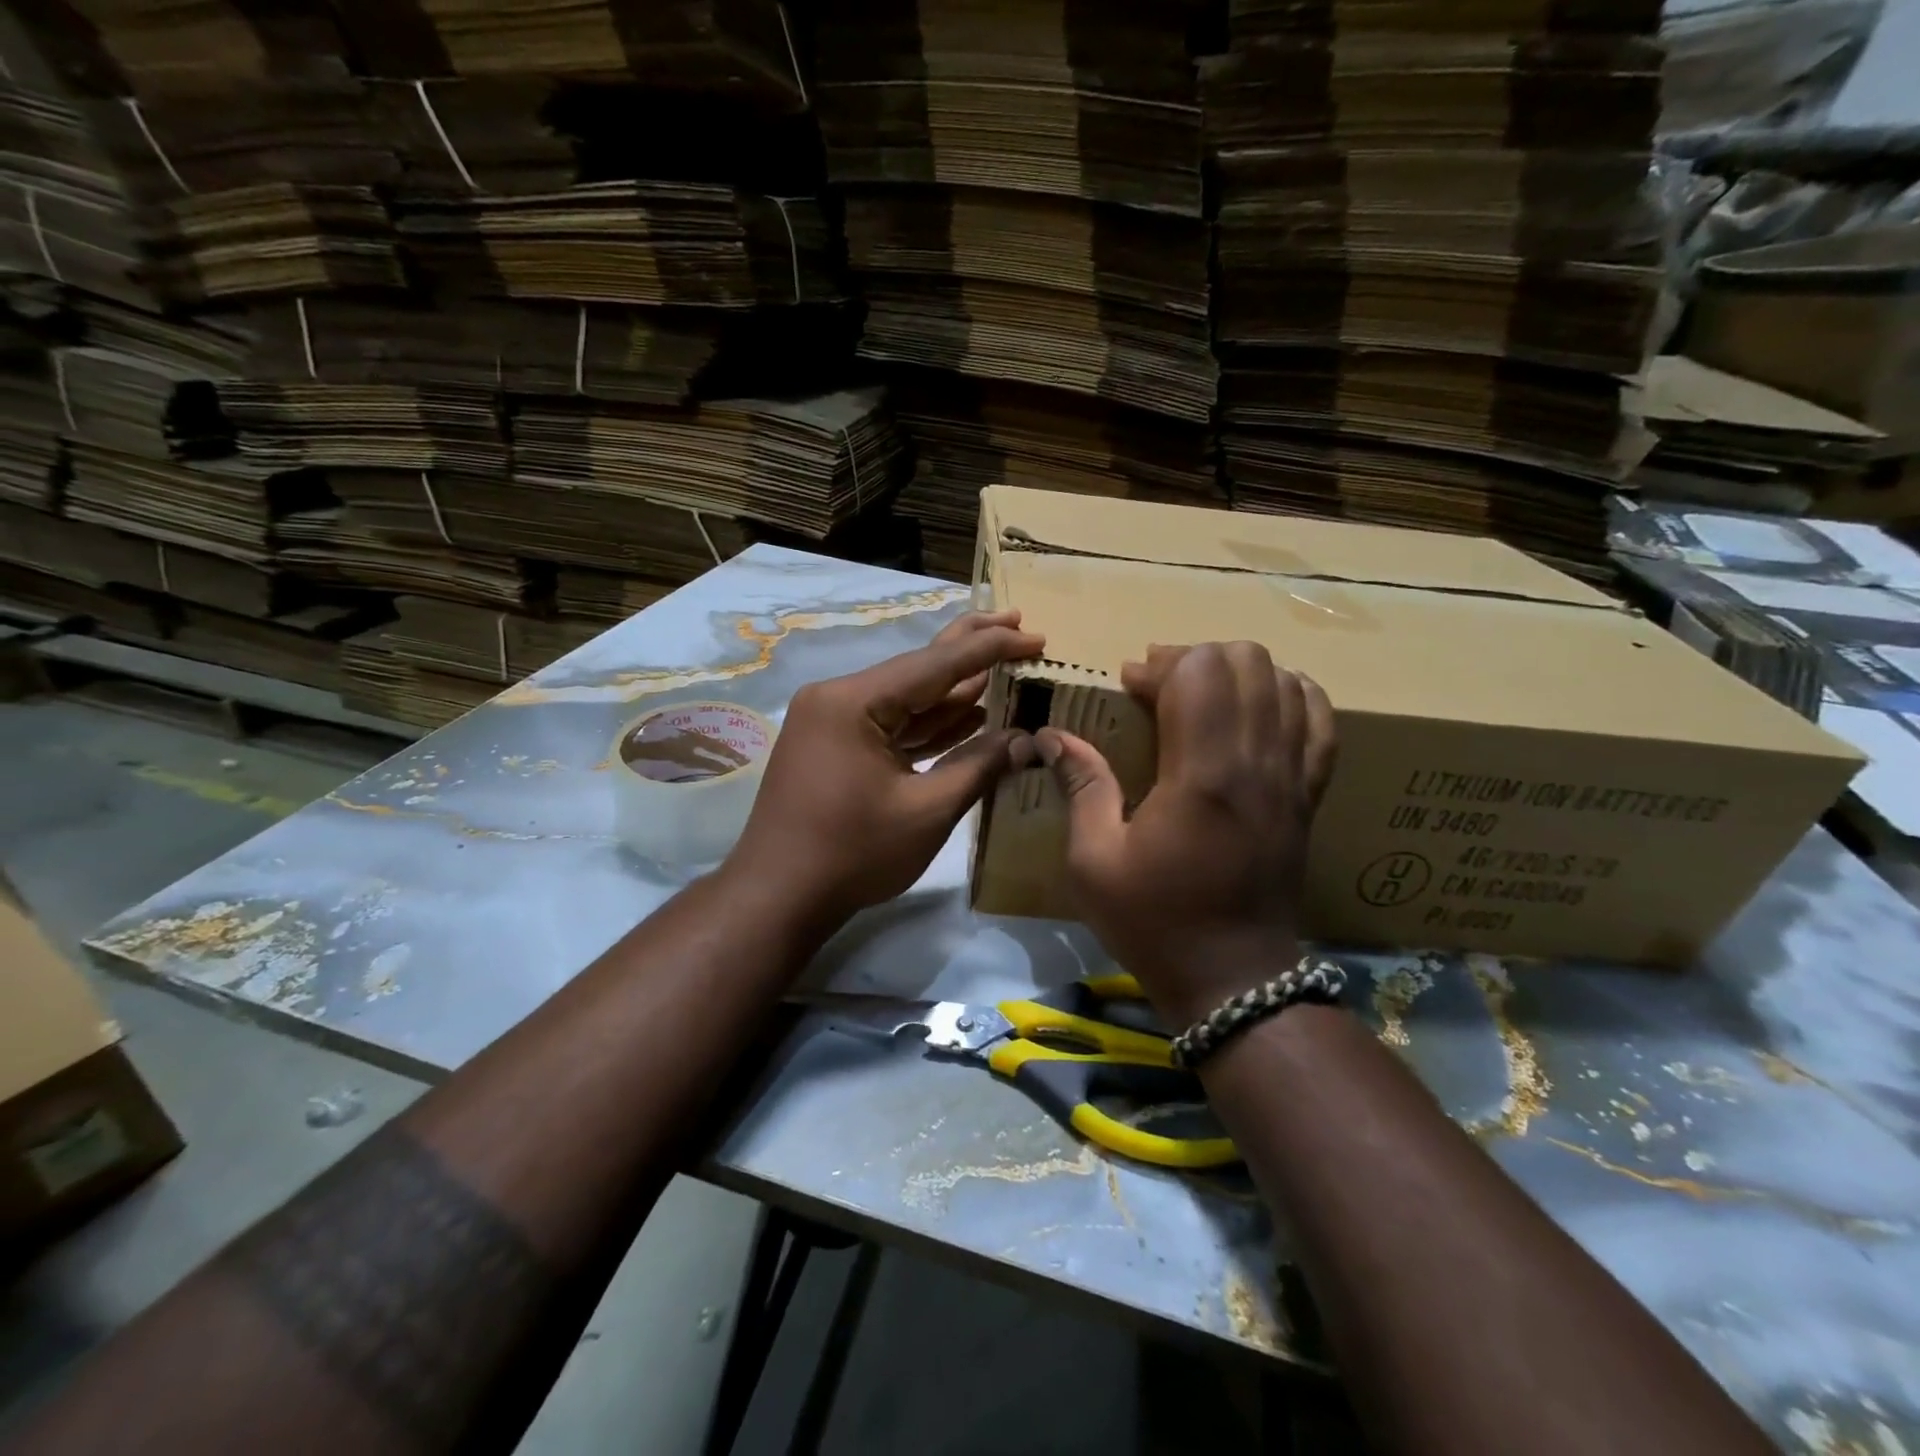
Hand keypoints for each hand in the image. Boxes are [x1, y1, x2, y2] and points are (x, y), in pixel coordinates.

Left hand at [725, 609, 1042, 931]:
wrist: (779, 897)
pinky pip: (894, 726)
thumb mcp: (927, 811)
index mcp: (854, 701)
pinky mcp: (838, 747)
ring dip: (955, 689)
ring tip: (1004, 663)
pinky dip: (931, 722)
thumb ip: (979, 766)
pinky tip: (971, 711)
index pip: (935, 664)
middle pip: (917, 668)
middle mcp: (839, 699)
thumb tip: (1026, 739)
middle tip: (1017, 620)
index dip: (990, 649)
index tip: (1034, 635)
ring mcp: (835, 723)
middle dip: (970, 648)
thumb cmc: (853, 854)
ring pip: (907, 698)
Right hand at [1036, 642, 1337, 1026]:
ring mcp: (1292, 777)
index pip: (1198, 673)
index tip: (1127, 686)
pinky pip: (1319, 720)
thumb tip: (1052, 737)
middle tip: (1159, 688)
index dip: (1157, 666)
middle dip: (1195, 658)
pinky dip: (1290, 696)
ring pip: (1285, 680)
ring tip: (1201, 698)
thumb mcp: (1094, 862)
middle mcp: (1257, 763)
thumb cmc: (1155, 921)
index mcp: (1201, 775)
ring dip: (1237, 673)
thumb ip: (1081, 787)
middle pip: (1246, 660)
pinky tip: (1258, 709)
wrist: (1234, 979)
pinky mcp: (1309, 794)